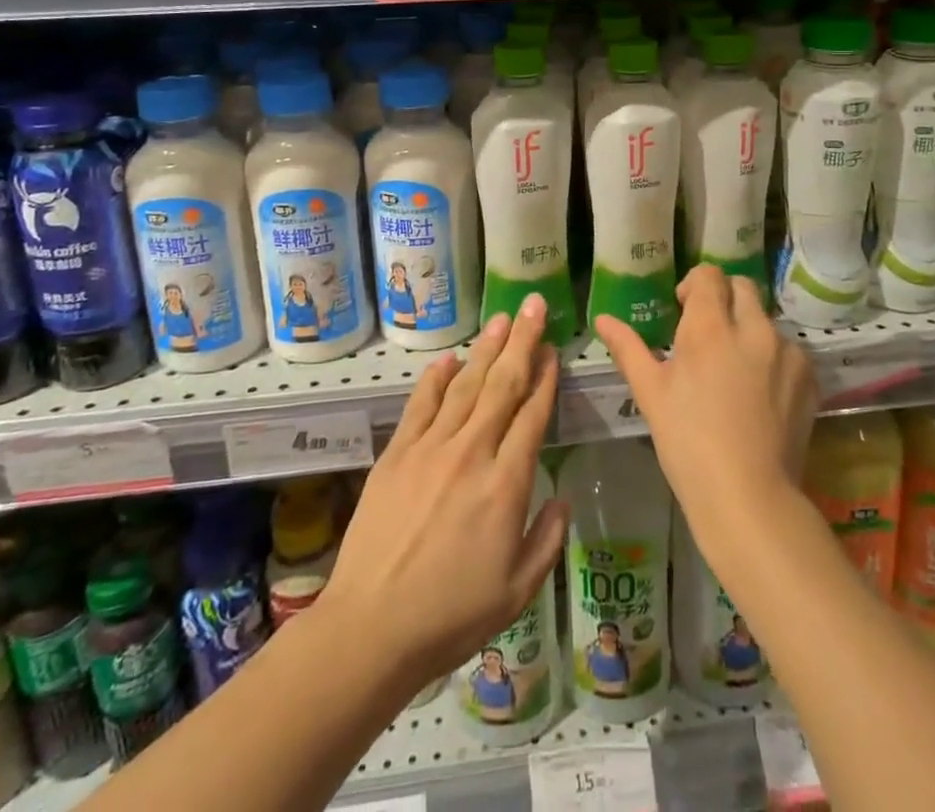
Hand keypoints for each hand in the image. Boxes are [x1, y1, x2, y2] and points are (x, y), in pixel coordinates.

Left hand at [323, 294, 567, 686]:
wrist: (372, 628)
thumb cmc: (452, 615)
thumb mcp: (518, 591)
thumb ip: (547, 539)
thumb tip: (562, 498)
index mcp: (506, 484)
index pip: (532, 415)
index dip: (545, 378)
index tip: (553, 350)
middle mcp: (472, 452)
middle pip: (503, 385)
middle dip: (522, 341)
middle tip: (533, 305)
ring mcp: (431, 448)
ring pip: (465, 384)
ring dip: (486, 348)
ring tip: (501, 319)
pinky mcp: (397, 453)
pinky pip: (421, 403)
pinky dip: (436, 376)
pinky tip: (450, 357)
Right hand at [596, 265, 816, 560]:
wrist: (748, 497)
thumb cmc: (688, 443)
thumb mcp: (650, 394)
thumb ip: (628, 348)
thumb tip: (603, 318)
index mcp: (710, 327)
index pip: (708, 276)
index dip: (694, 286)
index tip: (683, 310)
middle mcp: (753, 328)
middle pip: (742, 287)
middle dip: (724, 298)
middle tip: (708, 333)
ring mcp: (786, 352)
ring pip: (766, 320)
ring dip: (749, 330)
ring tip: (734, 369)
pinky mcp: (809, 377)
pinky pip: (788, 351)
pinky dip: (772, 359)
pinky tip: (759, 394)